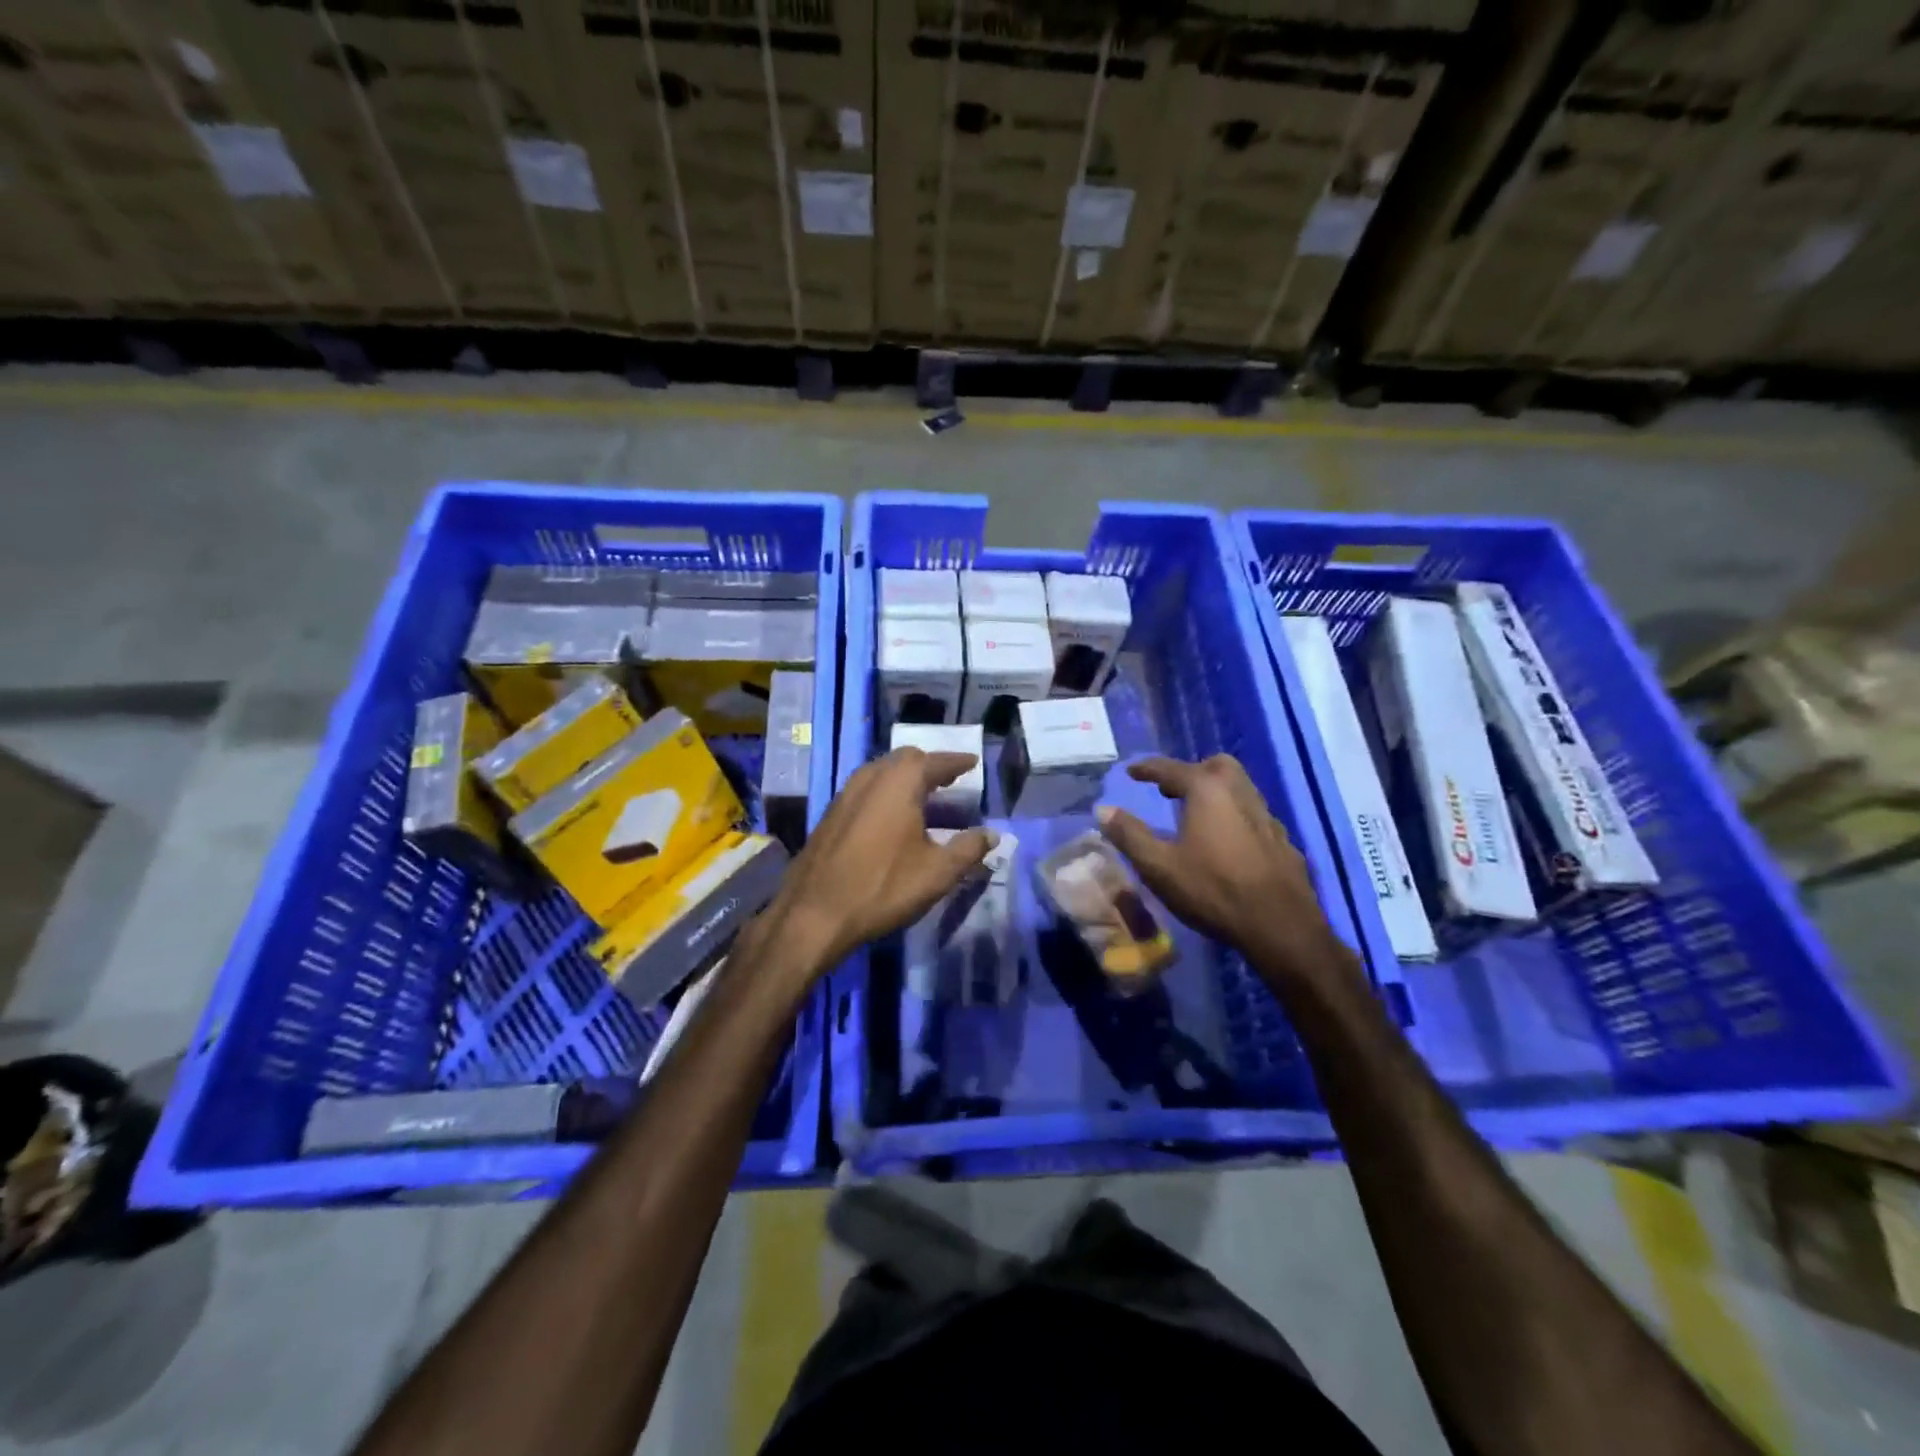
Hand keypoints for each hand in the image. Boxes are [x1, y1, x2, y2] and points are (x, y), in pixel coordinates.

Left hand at [761, 748, 994, 976]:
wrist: (813, 913)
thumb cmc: (883, 887)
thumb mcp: (937, 872)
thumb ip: (969, 849)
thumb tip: (991, 834)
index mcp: (900, 782)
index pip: (936, 761)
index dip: (957, 761)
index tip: (973, 763)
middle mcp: (871, 777)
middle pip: (906, 759)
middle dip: (930, 765)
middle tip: (950, 779)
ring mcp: (846, 793)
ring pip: (882, 772)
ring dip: (905, 778)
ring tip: (925, 796)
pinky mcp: (831, 814)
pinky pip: (866, 789)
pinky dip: (886, 792)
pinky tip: (893, 816)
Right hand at [1095, 755, 1339, 980]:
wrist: (1280, 927)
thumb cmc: (1212, 890)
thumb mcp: (1158, 866)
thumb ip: (1129, 834)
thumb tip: (1104, 809)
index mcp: (1207, 791)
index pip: (1171, 769)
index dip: (1147, 769)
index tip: (1131, 772)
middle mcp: (1240, 793)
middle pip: (1216, 766)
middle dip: (1191, 772)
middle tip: (1171, 791)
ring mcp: (1267, 816)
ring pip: (1240, 788)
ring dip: (1216, 792)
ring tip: (1196, 815)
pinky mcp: (1283, 841)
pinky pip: (1254, 815)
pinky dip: (1235, 816)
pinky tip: (1228, 842)